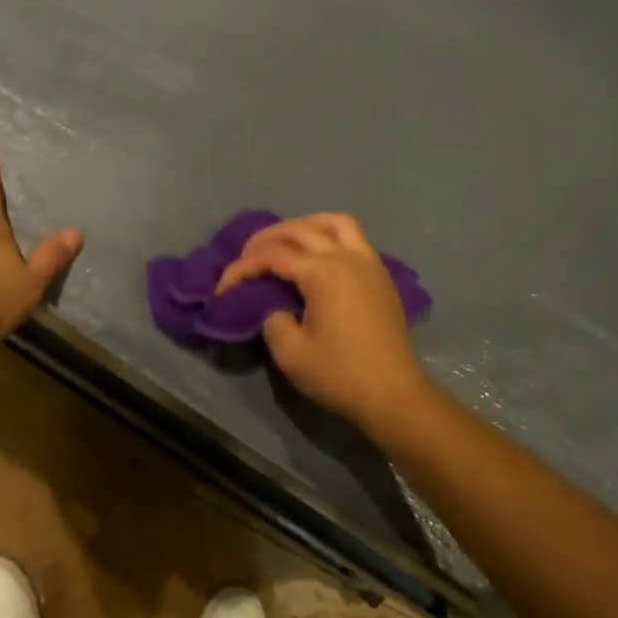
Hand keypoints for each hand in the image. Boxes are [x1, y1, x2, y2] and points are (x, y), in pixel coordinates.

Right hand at [214, 214, 428, 428]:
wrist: (394, 394)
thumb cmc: (340, 375)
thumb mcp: (290, 353)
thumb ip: (272, 320)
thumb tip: (274, 306)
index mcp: (323, 272)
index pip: (272, 255)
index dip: (242, 268)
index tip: (224, 289)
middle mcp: (347, 257)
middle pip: (300, 228)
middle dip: (266, 239)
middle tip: (246, 258)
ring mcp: (369, 262)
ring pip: (334, 222)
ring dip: (304, 225)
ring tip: (285, 242)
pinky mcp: (381, 276)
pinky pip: (354, 238)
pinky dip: (330, 235)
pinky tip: (318, 256)